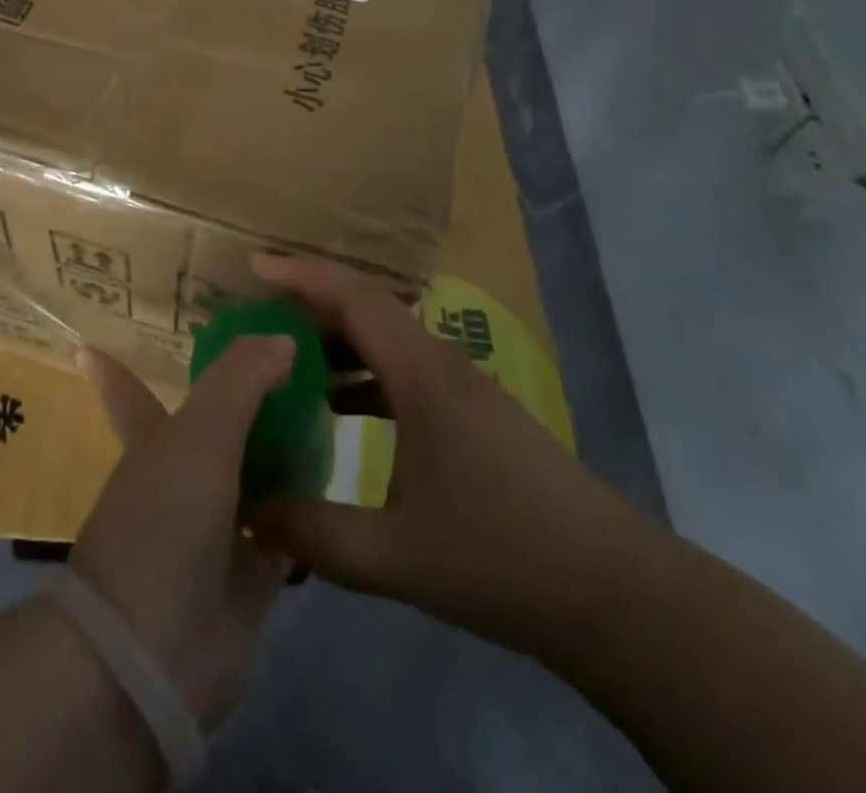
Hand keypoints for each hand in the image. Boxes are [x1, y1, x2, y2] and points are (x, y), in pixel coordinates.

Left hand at [71, 338, 294, 731]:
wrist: (156, 654)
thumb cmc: (163, 522)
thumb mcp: (198, 434)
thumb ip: (240, 380)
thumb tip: (283, 338)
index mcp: (154, 440)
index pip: (129, 390)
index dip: (115, 368)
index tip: (98, 340)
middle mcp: (184, 477)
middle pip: (217, 426)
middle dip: (246, 397)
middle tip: (291, 362)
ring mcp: (217, 527)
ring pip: (256, 474)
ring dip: (285, 448)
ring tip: (333, 407)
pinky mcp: (251, 575)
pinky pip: (286, 530)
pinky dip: (307, 509)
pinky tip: (339, 479)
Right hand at [249, 254, 647, 659]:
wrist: (616, 595)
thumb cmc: (503, 558)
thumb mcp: (396, 557)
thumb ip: (315, 534)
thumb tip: (249, 512)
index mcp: (422, 376)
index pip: (355, 299)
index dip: (302, 275)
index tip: (254, 269)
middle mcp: (441, 366)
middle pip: (367, 312)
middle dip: (308, 307)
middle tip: (255, 321)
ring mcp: (463, 389)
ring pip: (386, 343)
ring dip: (336, 345)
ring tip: (286, 366)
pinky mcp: (475, 415)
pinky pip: (404, 373)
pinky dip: (362, 378)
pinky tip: (338, 414)